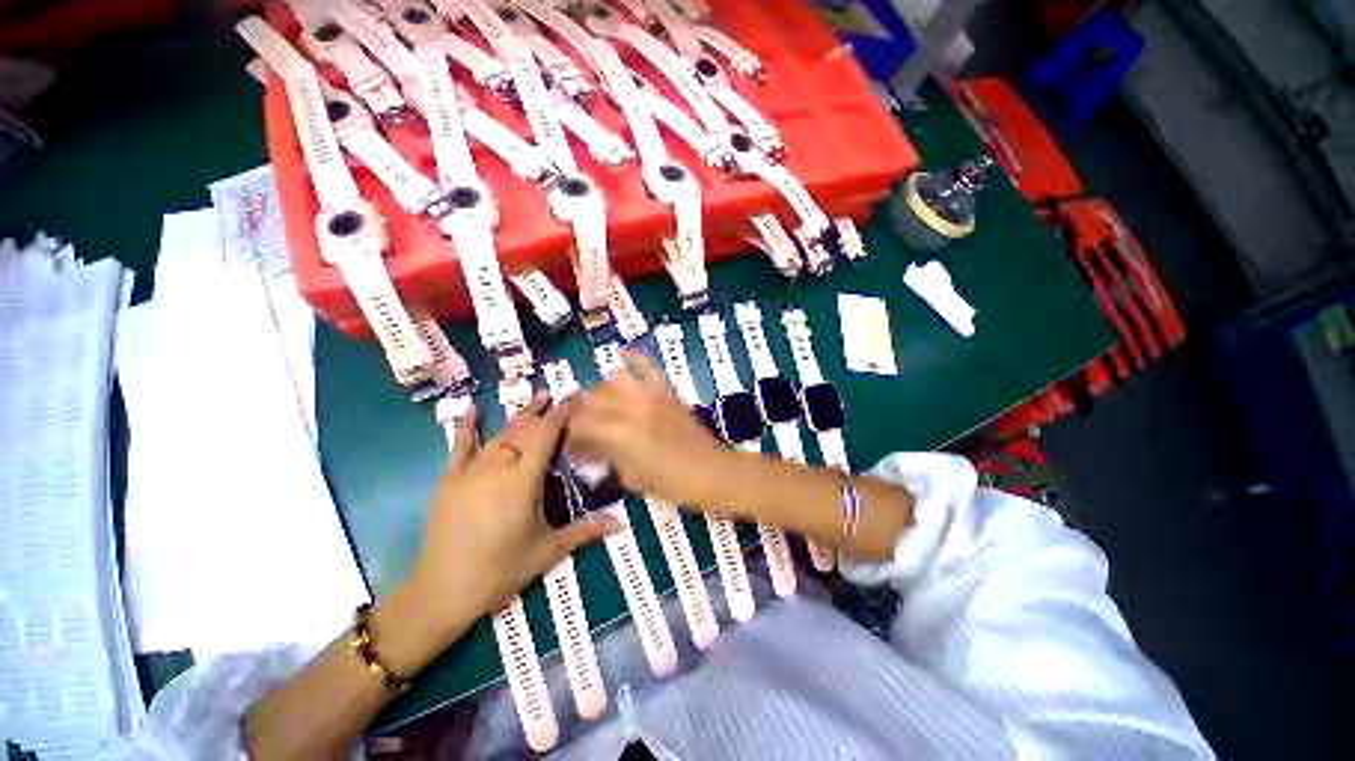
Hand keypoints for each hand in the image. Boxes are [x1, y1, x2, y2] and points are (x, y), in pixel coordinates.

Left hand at [407, 392, 620, 632]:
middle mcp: (497, 468)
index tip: (574, 398)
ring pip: (500, 434)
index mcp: (522, 481)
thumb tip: (622, 524)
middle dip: (542, 411)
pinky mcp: (449, 480)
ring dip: (519, 415)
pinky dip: (466, 426)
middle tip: (557, 395)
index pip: (546, 436)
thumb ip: (585, 531)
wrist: (440, 592)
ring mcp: (469, 472)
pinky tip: (470, 408)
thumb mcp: (547, 551)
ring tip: (535, 398)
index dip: (561, 414)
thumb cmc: (499, 571)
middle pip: (523, 430)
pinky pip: (459, 446)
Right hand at [567, 352, 725, 506]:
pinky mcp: (666, 390)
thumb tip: (585, 449)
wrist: (710, 471)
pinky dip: (634, 358)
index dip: (569, 434)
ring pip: (613, 381)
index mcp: (619, 435)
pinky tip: (622, 356)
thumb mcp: (631, 478)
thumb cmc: (671, 483)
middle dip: (582, 414)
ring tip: (604, 405)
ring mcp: (650, 395)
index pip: (579, 424)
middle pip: (592, 400)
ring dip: (603, 392)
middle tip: (584, 428)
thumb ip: (605, 458)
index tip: (570, 445)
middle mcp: (630, 408)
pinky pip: (648, 366)